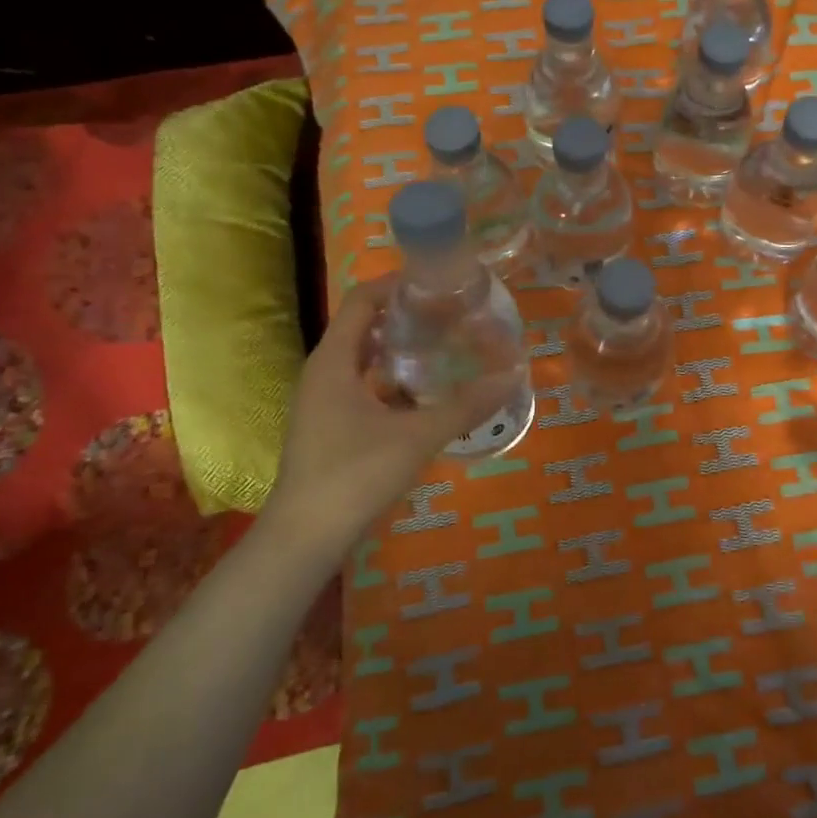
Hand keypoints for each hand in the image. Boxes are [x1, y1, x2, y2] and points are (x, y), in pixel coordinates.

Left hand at [260, 277, 517, 553]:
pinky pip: (365, 387)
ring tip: (445, 344)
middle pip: (364, 327)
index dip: (397, 283)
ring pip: (364, 360)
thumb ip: (464, 406)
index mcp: (334, 361)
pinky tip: (427, 393)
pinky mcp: (331, 427)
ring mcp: (324, 402)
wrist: (305, 537)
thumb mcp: (416, 436)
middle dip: (405, 315)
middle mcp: (324, 373)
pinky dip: (393, 380)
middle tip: (451, 311)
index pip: (362, 301)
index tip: (438, 280)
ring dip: (400, 348)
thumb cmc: (354, 474)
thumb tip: (511, 377)